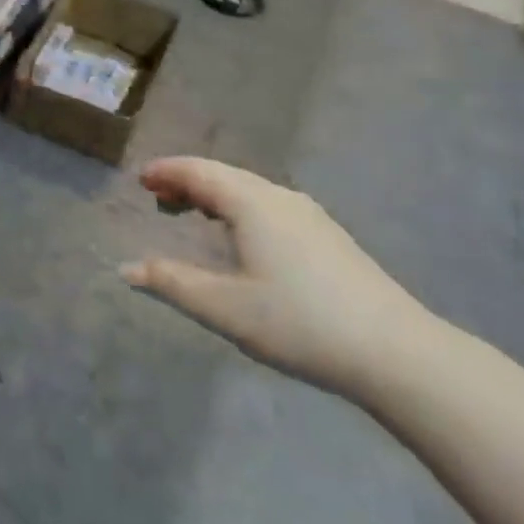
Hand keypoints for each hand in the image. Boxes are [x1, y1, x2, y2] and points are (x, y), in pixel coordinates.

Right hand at [121, 157, 428, 397]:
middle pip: (224, 175)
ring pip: (249, 190)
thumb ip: (172, 283)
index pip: (198, 171)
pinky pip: (269, 206)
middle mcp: (280, 197)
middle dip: (187, 181)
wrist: (396, 353)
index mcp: (252, 203)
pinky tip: (241, 237)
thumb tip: (126, 269)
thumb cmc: (300, 323)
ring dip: (215, 195)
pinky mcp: (328, 236)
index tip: (140, 179)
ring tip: (192, 213)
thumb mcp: (225, 307)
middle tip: (157, 197)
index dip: (166, 172)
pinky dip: (239, 208)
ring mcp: (309, 215)